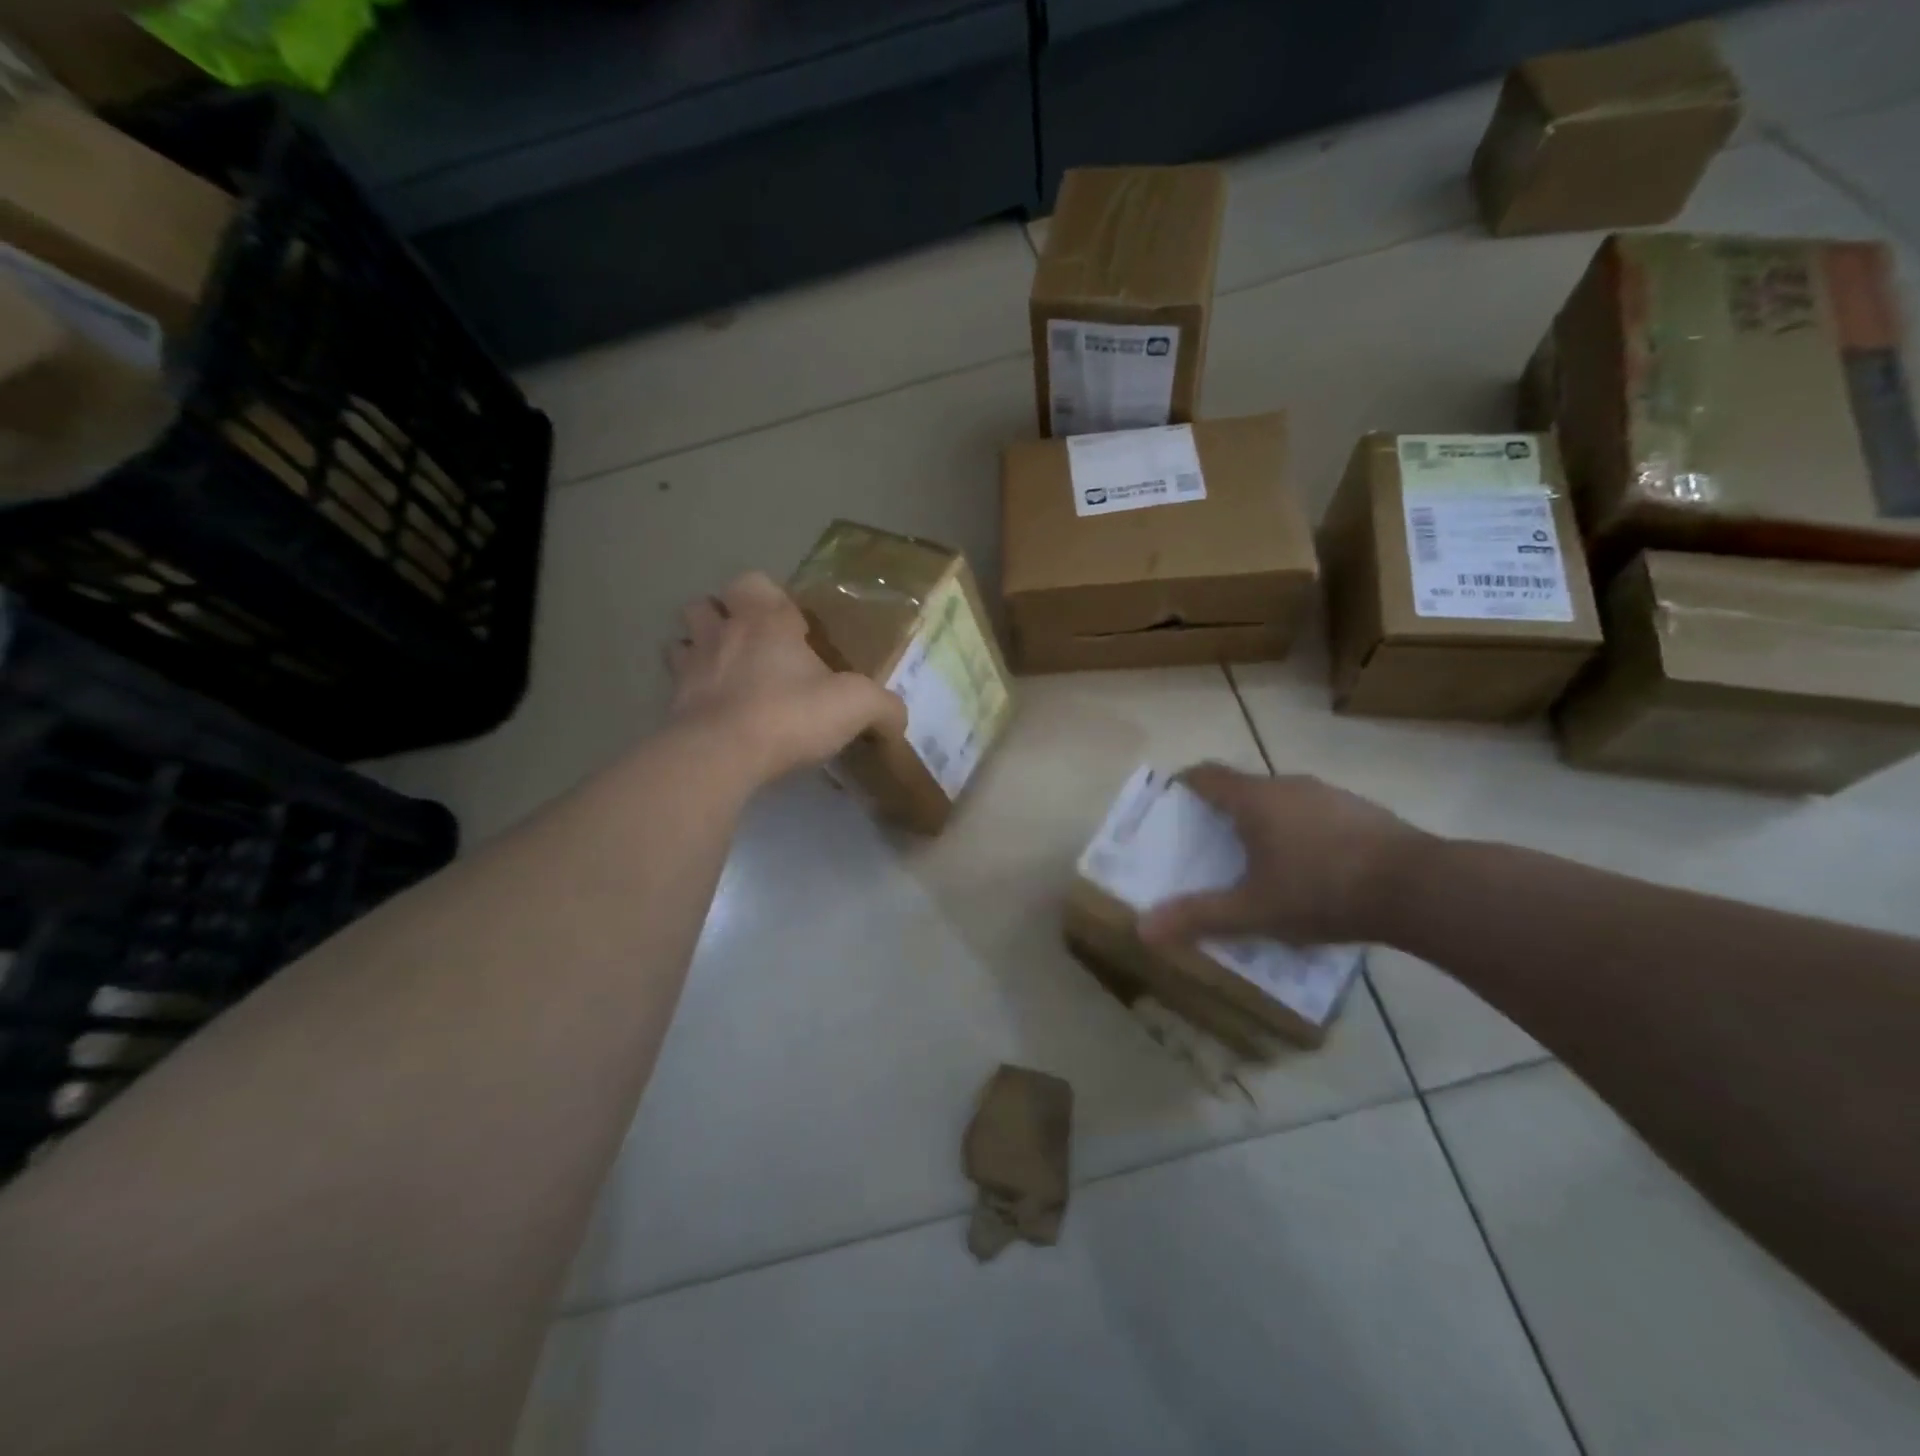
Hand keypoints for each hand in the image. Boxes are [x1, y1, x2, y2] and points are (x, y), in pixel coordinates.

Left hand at [668, 573, 905, 783]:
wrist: (722, 755)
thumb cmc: (791, 714)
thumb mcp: (856, 706)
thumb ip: (883, 707)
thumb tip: (897, 718)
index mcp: (767, 620)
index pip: (756, 582)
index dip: (770, 597)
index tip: (791, 627)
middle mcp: (723, 633)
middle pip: (705, 605)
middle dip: (721, 617)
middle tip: (750, 645)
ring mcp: (690, 667)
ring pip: (681, 641)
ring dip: (698, 650)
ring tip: (723, 675)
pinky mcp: (672, 704)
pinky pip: (675, 687)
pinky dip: (691, 694)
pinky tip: (713, 714)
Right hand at [1138, 764, 1432, 946]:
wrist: (1418, 888)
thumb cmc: (1320, 891)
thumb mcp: (1253, 911)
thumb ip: (1199, 917)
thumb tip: (1142, 929)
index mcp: (1254, 799)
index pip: (1207, 775)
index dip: (1185, 784)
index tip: (1174, 804)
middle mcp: (1288, 785)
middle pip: (1243, 787)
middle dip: (1224, 811)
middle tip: (1213, 844)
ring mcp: (1329, 795)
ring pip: (1282, 800)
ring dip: (1266, 821)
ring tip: (1262, 860)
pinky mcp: (1361, 811)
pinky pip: (1315, 813)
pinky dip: (1301, 831)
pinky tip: (1313, 869)